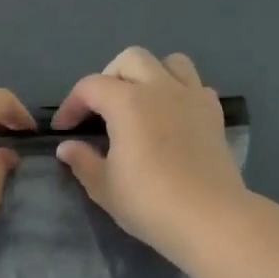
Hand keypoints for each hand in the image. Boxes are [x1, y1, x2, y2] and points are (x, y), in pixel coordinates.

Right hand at [51, 47, 246, 257]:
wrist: (210, 218)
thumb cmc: (149, 202)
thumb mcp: (104, 187)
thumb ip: (83, 161)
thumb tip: (67, 147)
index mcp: (128, 102)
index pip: (91, 86)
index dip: (72, 104)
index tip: (64, 129)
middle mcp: (161, 88)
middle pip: (131, 59)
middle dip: (109, 77)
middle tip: (101, 109)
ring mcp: (192, 98)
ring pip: (170, 62)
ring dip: (150, 74)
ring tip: (140, 103)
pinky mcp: (214, 114)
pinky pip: (196, 86)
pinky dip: (180, 92)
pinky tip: (172, 118)